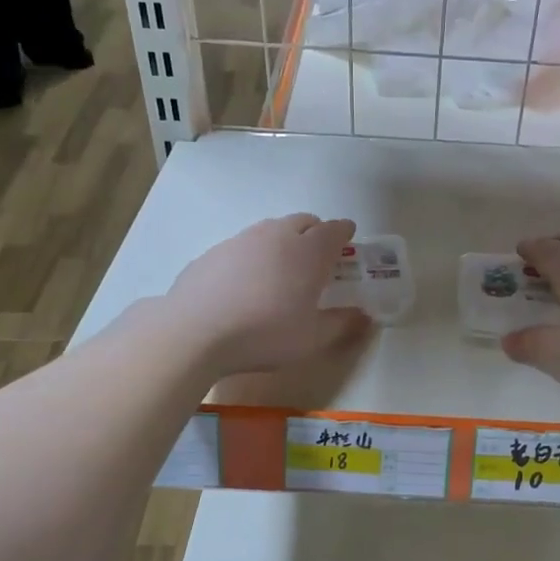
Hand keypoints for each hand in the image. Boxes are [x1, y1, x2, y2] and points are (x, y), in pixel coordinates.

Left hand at [166, 214, 370, 375]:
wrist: (195, 332)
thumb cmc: (265, 334)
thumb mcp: (312, 338)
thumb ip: (342, 323)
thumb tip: (364, 316)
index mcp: (308, 252)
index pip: (334, 230)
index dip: (344, 232)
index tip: (349, 237)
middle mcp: (276, 236)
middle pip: (303, 222)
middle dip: (316, 231)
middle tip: (319, 254)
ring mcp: (241, 240)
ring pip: (270, 230)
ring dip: (283, 240)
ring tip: (282, 267)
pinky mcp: (212, 252)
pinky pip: (242, 246)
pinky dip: (253, 256)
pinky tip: (246, 282)